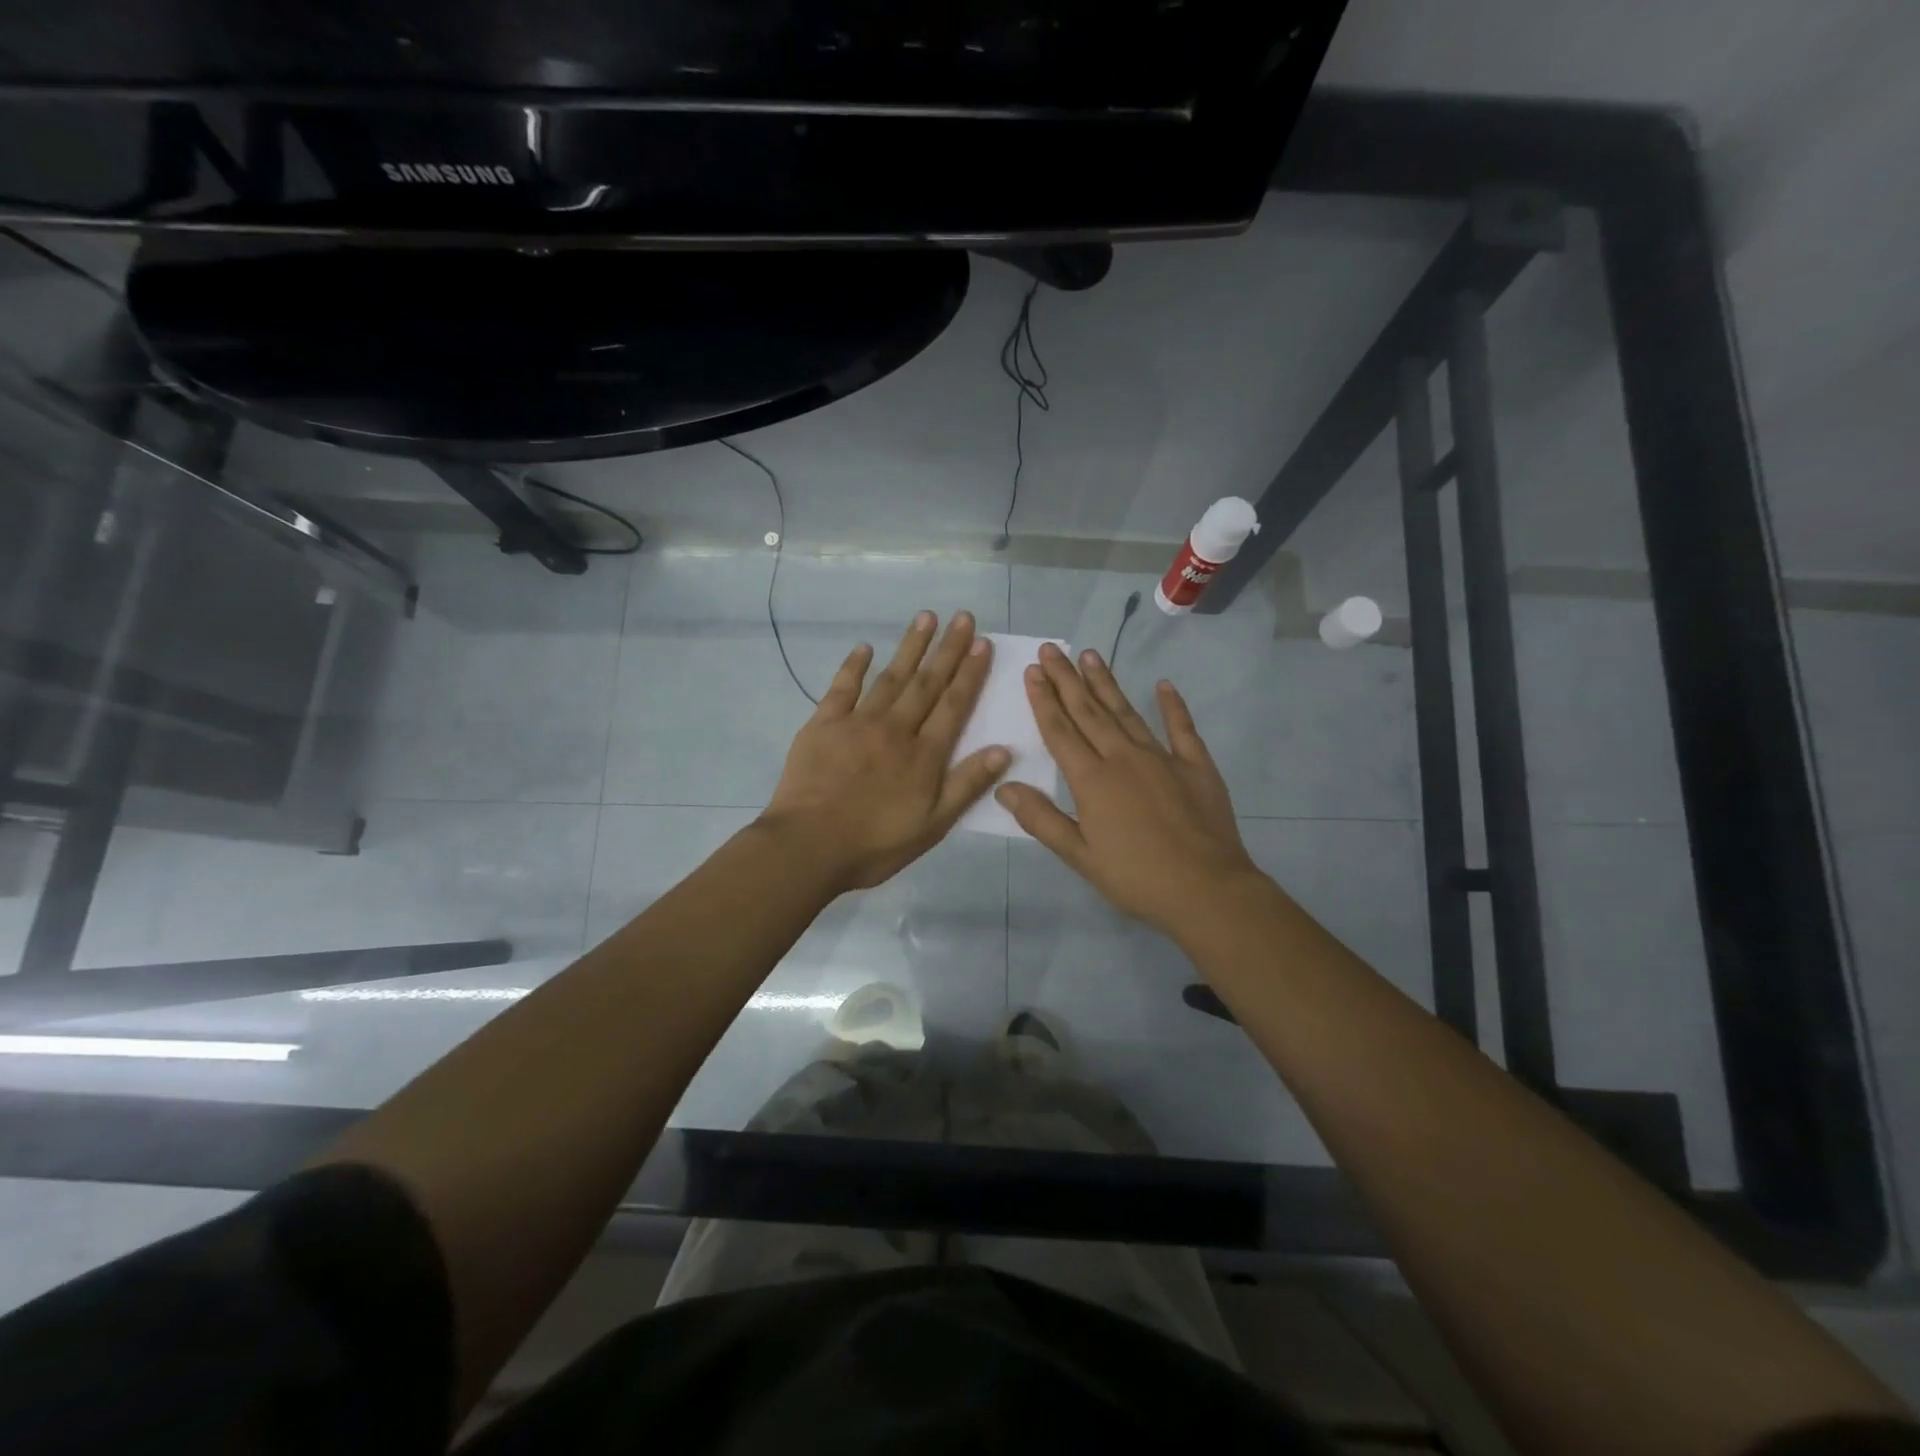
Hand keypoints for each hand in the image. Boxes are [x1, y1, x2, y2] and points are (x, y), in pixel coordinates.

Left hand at [760, 610, 1010, 892]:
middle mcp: (895, 729)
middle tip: (962, 616)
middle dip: (947, 648)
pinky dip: (855, 666)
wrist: (809, 846)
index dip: (970, 673)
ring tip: (926, 617)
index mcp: (924, 754)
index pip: (954, 705)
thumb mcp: (933, 824)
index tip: (982, 643)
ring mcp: (857, 722)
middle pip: (927, 682)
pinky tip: (865, 647)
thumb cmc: (875, 843)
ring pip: (890, 677)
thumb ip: (967, 785)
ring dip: (910, 646)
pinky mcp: (823, 724)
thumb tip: (1004, 749)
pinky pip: (842, 687)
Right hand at [995, 643, 1262, 936]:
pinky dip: (1172, 705)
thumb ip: (1041, 819)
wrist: (1207, 889)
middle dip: (1067, 679)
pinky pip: (1181, 728)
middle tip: (1052, 650)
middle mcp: (1123, 757)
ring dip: (1106, 683)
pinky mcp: (1196, 765)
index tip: (1033, 671)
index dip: (1044, 700)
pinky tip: (1163, 685)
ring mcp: (1162, 757)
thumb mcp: (1079, 856)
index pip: (1060, 731)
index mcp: (1092, 780)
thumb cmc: (1136, 878)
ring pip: (1126, 712)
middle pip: (1089, 711)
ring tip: (1090, 655)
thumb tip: (1004, 787)